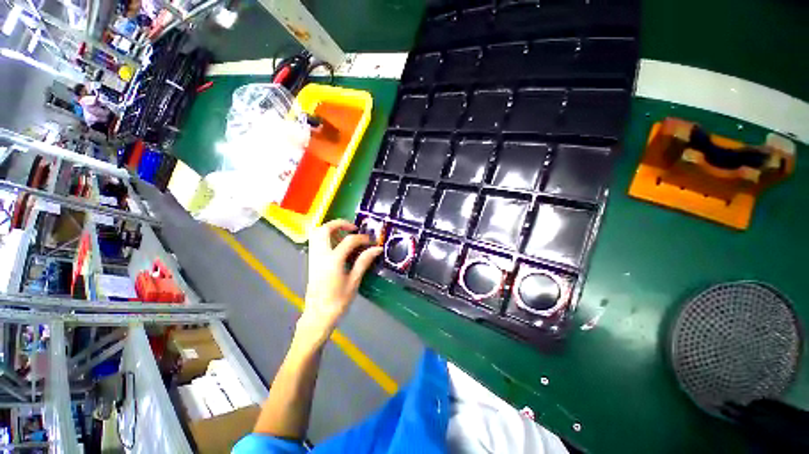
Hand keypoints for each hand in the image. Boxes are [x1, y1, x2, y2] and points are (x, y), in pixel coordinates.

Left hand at [299, 219, 382, 341]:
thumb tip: (377, 249)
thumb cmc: (338, 301)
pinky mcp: (312, 261)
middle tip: (353, 228)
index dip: (362, 238)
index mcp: (333, 260)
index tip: (371, 242)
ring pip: (316, 233)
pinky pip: (316, 241)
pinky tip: (337, 244)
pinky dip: (326, 236)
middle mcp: (320, 255)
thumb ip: (364, 261)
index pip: (349, 241)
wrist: (318, 315)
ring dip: (330, 228)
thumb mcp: (354, 281)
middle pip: (325, 229)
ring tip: (345, 233)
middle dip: (339, 223)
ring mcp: (314, 257)